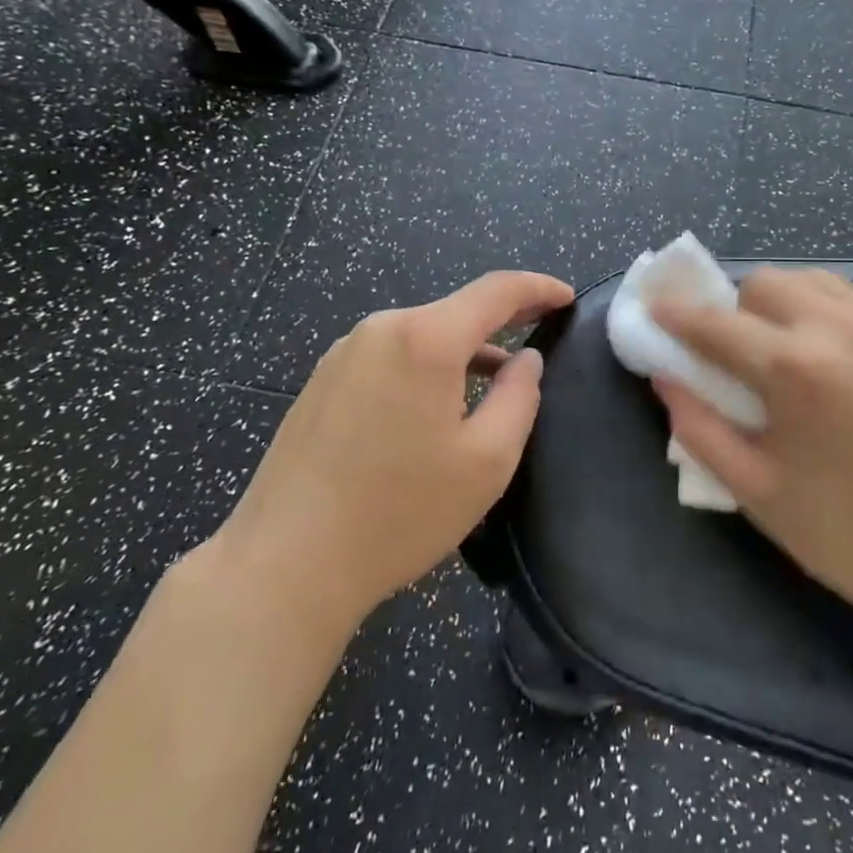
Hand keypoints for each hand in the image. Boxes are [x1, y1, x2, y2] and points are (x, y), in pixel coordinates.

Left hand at [216, 271, 574, 623]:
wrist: (285, 564)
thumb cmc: (400, 512)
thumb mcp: (487, 460)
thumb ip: (520, 396)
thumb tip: (526, 360)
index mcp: (425, 338)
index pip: (496, 290)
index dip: (537, 288)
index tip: (566, 298)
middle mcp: (380, 329)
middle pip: (455, 311)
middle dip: (502, 320)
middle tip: (540, 331)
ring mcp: (343, 353)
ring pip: (421, 335)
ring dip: (463, 349)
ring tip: (494, 378)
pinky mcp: (321, 381)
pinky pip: (390, 356)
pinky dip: (426, 365)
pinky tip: (435, 403)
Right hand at [652, 267, 852, 647]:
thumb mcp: (758, 494)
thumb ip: (700, 428)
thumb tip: (666, 378)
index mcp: (795, 369)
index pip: (715, 322)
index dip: (676, 314)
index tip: (655, 309)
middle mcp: (843, 328)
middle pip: (767, 283)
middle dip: (738, 309)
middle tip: (741, 356)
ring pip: (818, 283)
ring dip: (788, 306)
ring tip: (795, 356)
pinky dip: (836, 320)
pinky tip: (849, 370)